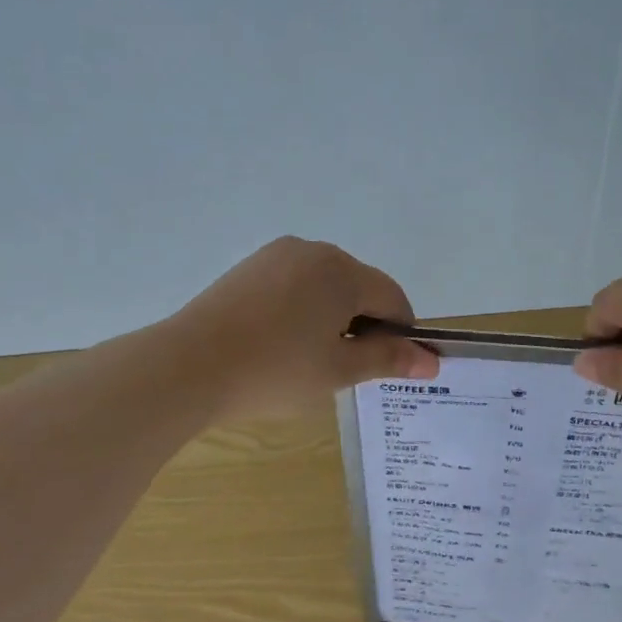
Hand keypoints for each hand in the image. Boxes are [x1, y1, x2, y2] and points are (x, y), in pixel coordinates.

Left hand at [168, 237, 438, 420]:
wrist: (188, 367)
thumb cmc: (276, 370)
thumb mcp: (340, 370)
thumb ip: (388, 359)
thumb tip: (432, 360)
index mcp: (343, 271)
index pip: (392, 298)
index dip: (402, 333)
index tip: (393, 367)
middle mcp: (313, 251)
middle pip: (359, 287)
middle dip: (365, 323)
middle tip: (349, 369)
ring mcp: (275, 255)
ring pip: (325, 285)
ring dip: (333, 316)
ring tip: (312, 359)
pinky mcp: (248, 268)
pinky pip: (293, 285)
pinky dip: (302, 310)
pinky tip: (282, 343)